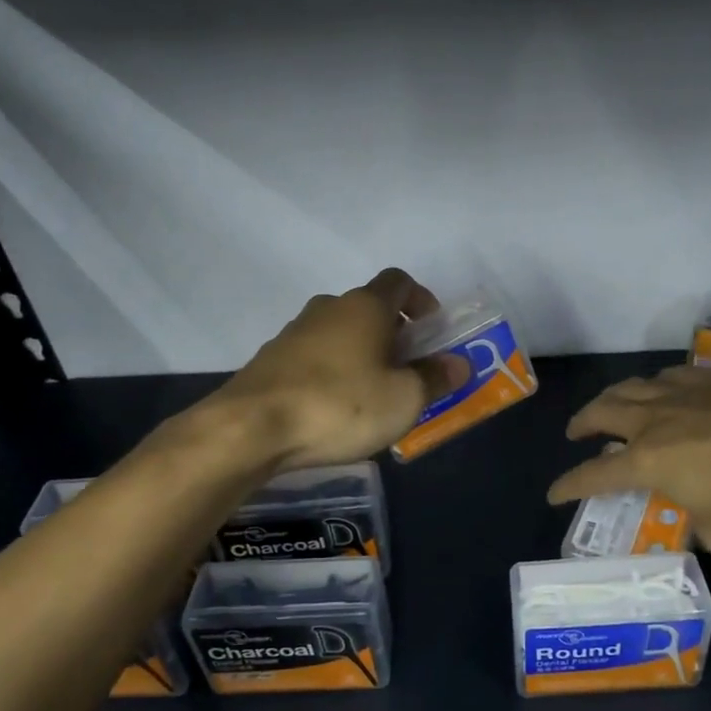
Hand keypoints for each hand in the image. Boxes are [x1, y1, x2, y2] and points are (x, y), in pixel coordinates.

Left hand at [211, 268, 468, 470]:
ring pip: (340, 333)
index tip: (433, 329)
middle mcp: (328, 309)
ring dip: (361, 353)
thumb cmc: (341, 405)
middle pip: (369, 308)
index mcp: (365, 307)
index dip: (421, 299)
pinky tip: (334, 408)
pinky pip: (314, 357)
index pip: (399, 281)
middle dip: (394, 333)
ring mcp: (294, 332)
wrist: (251, 428)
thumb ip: (434, 379)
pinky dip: (332, 371)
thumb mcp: (403, 399)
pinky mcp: (271, 360)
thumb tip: (459, 364)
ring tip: (373, 394)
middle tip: (408, 370)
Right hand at [546, 365, 710, 552]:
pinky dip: (661, 384)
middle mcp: (656, 419)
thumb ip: (702, 526)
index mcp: (648, 461)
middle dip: (584, 422)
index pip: (594, 476)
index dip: (569, 486)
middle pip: (604, 411)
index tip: (554, 493)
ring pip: (636, 384)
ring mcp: (687, 391)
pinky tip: (671, 389)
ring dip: (616, 396)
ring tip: (615, 403)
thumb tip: (701, 521)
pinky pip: (676, 375)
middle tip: (577, 431)